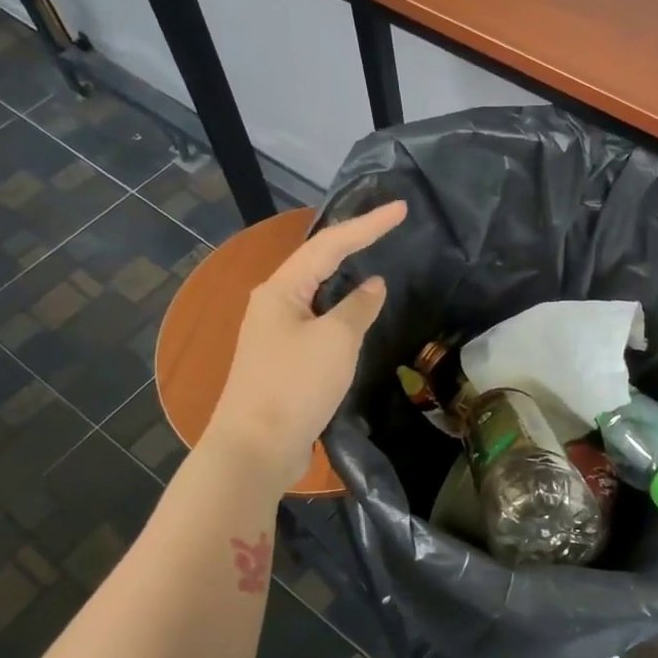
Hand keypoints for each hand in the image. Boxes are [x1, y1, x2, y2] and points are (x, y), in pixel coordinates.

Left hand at [204, 200, 407, 487]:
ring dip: (346, 275)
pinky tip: (358, 314)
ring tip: (375, 258)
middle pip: (318, 262)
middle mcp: (274, 304)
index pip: (330, 245)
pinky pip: (318, 321)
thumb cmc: (295, 385)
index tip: (401, 209)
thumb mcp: (336, 340)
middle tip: (387, 226)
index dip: (368, 225)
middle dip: (353, 242)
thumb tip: (373, 285)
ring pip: (317, 292)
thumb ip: (358, 307)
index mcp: (281, 289)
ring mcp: (276, 333)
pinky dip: (341, 310)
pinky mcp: (284, 360)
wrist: (256, 448)